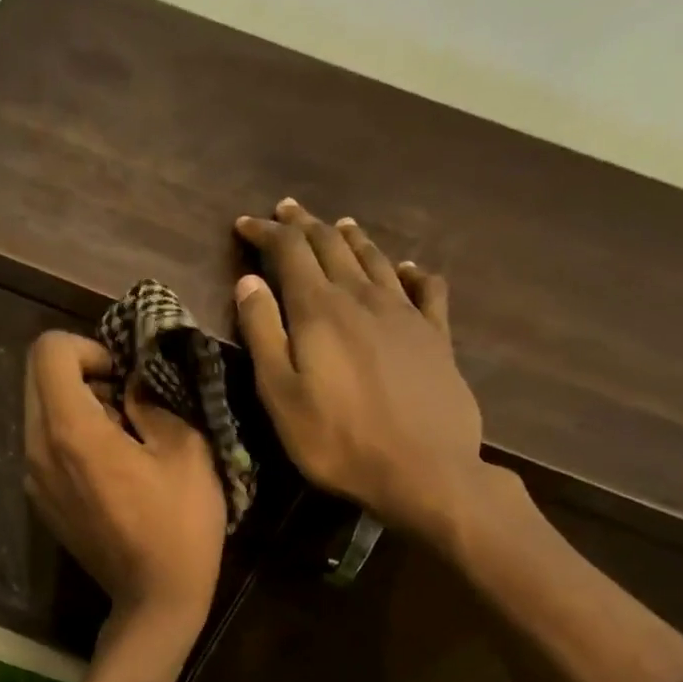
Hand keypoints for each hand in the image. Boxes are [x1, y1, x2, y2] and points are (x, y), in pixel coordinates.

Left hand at [24, 331, 226, 659]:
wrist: (155, 597)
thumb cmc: (180, 524)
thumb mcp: (185, 450)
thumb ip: (152, 400)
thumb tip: (130, 382)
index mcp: (71, 431)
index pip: (49, 351)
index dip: (88, 348)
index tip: (121, 376)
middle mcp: (37, 450)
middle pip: (36, 377)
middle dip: (79, 372)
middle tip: (124, 400)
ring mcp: (32, 479)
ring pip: (38, 411)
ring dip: (75, 405)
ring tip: (120, 434)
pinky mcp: (40, 501)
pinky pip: (44, 445)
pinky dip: (69, 437)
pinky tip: (107, 467)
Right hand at [234, 198, 485, 549]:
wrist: (423, 470)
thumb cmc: (337, 441)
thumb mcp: (281, 395)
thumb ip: (263, 334)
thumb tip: (248, 282)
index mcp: (320, 310)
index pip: (290, 252)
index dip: (266, 233)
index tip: (245, 224)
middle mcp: (363, 298)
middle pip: (331, 246)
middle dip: (304, 225)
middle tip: (285, 212)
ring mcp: (406, 314)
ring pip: (375, 259)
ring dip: (351, 238)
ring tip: (337, 225)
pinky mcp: (437, 336)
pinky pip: (426, 288)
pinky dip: (411, 271)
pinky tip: (407, 268)